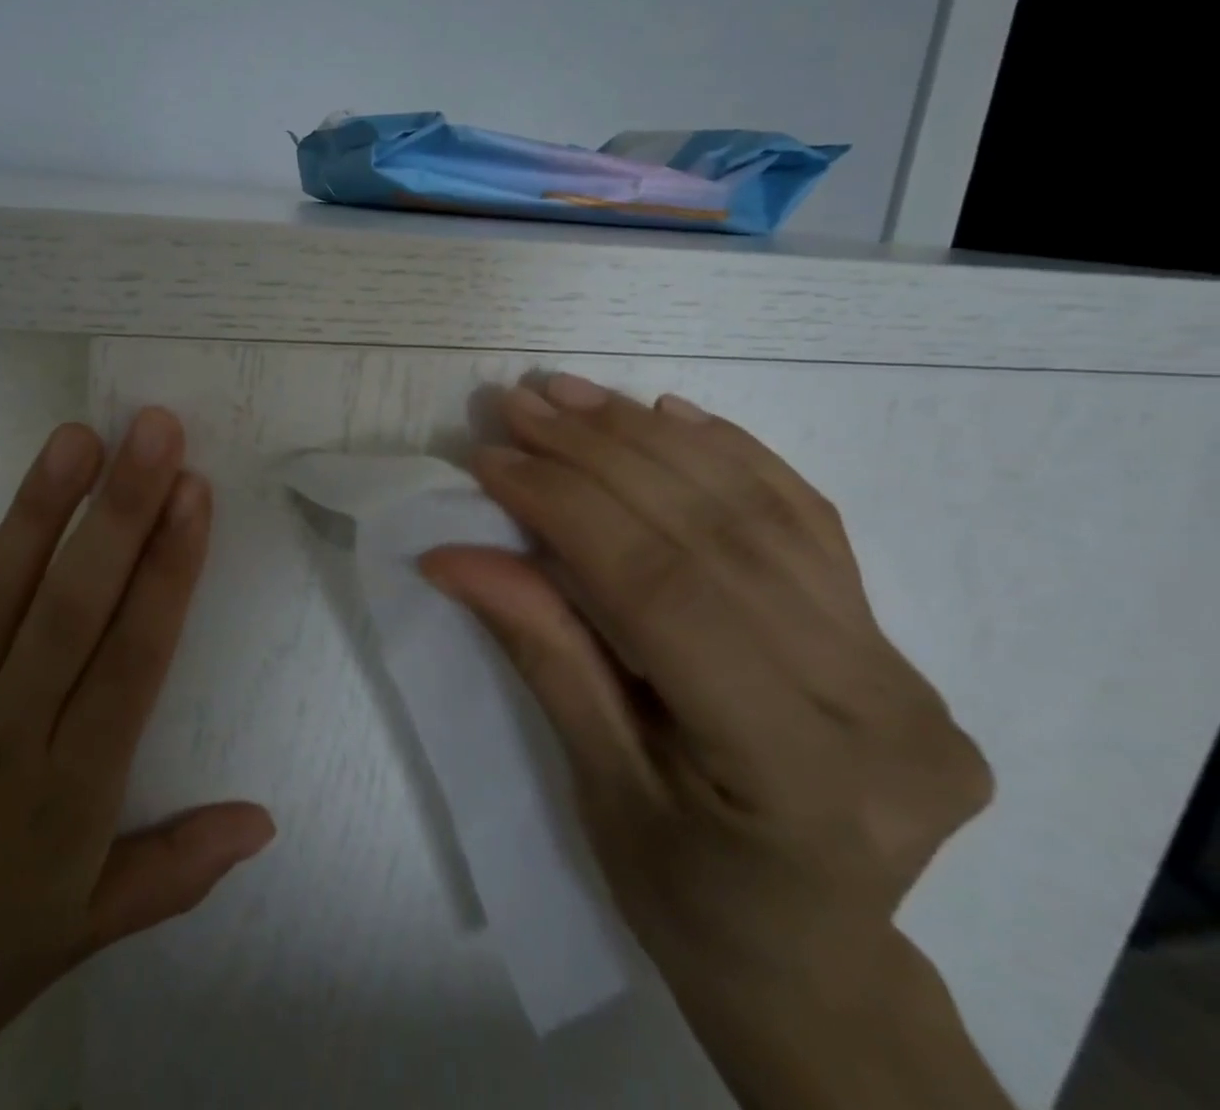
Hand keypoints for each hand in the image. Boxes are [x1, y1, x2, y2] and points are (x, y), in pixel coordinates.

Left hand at [0, 410, 273, 1109]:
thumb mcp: (76, 939)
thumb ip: (175, 870)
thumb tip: (265, 821)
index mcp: (67, 798)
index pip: (133, 658)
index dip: (168, 570)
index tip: (194, 492)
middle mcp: (3, 739)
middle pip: (71, 607)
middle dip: (120, 511)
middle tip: (154, 430)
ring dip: (38, 510)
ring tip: (76, 438)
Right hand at [422, 375, 1002, 1107]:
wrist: (811, 959)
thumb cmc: (686, 898)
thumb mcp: (598, 785)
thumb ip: (542, 651)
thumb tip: (452, 553)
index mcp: (801, 772)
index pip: (661, 591)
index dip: (566, 509)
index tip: (490, 458)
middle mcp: (879, 704)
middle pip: (713, 535)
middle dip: (598, 454)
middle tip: (517, 405)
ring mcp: (902, 664)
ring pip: (757, 511)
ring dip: (649, 438)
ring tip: (570, 395)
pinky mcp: (894, 638)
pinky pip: (805, 516)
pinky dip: (729, 453)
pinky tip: (667, 411)